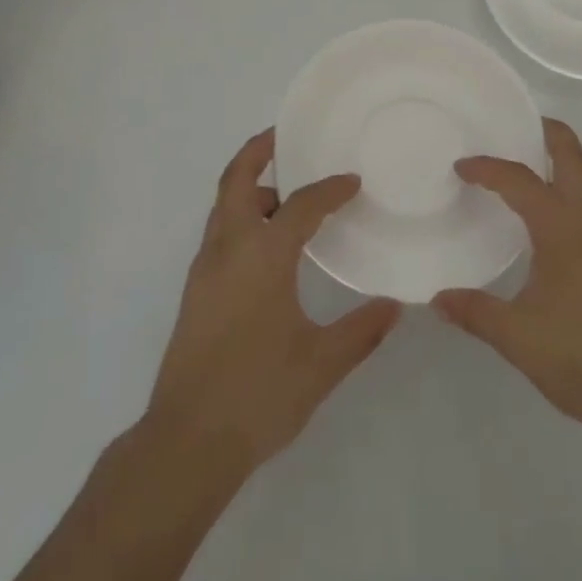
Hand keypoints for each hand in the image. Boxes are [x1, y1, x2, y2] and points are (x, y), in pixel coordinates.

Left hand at [144, 130, 400, 478]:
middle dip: (259, 150)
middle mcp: (228, 248)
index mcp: (262, 255)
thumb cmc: (257, 395)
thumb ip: (361, 330)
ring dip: (252, 187)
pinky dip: (243, 216)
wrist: (185, 443)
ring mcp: (205, 268)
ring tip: (288, 194)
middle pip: (238, 180)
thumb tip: (395, 306)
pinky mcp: (196, 290)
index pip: (300, 205)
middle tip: (285, 137)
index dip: (330, 189)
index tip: (353, 182)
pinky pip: (221, 231)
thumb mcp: (320, 364)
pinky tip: (270, 245)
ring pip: (225, 206)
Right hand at [433, 119, 581, 444]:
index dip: (487, 168)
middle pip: (570, 153)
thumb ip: (476, 312)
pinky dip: (569, 187)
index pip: (519, 179)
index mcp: (561, 226)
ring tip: (525, 166)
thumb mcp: (518, 337)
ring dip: (559, 160)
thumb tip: (438, 298)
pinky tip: (551, 216)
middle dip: (544, 130)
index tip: (460, 166)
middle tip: (512, 125)